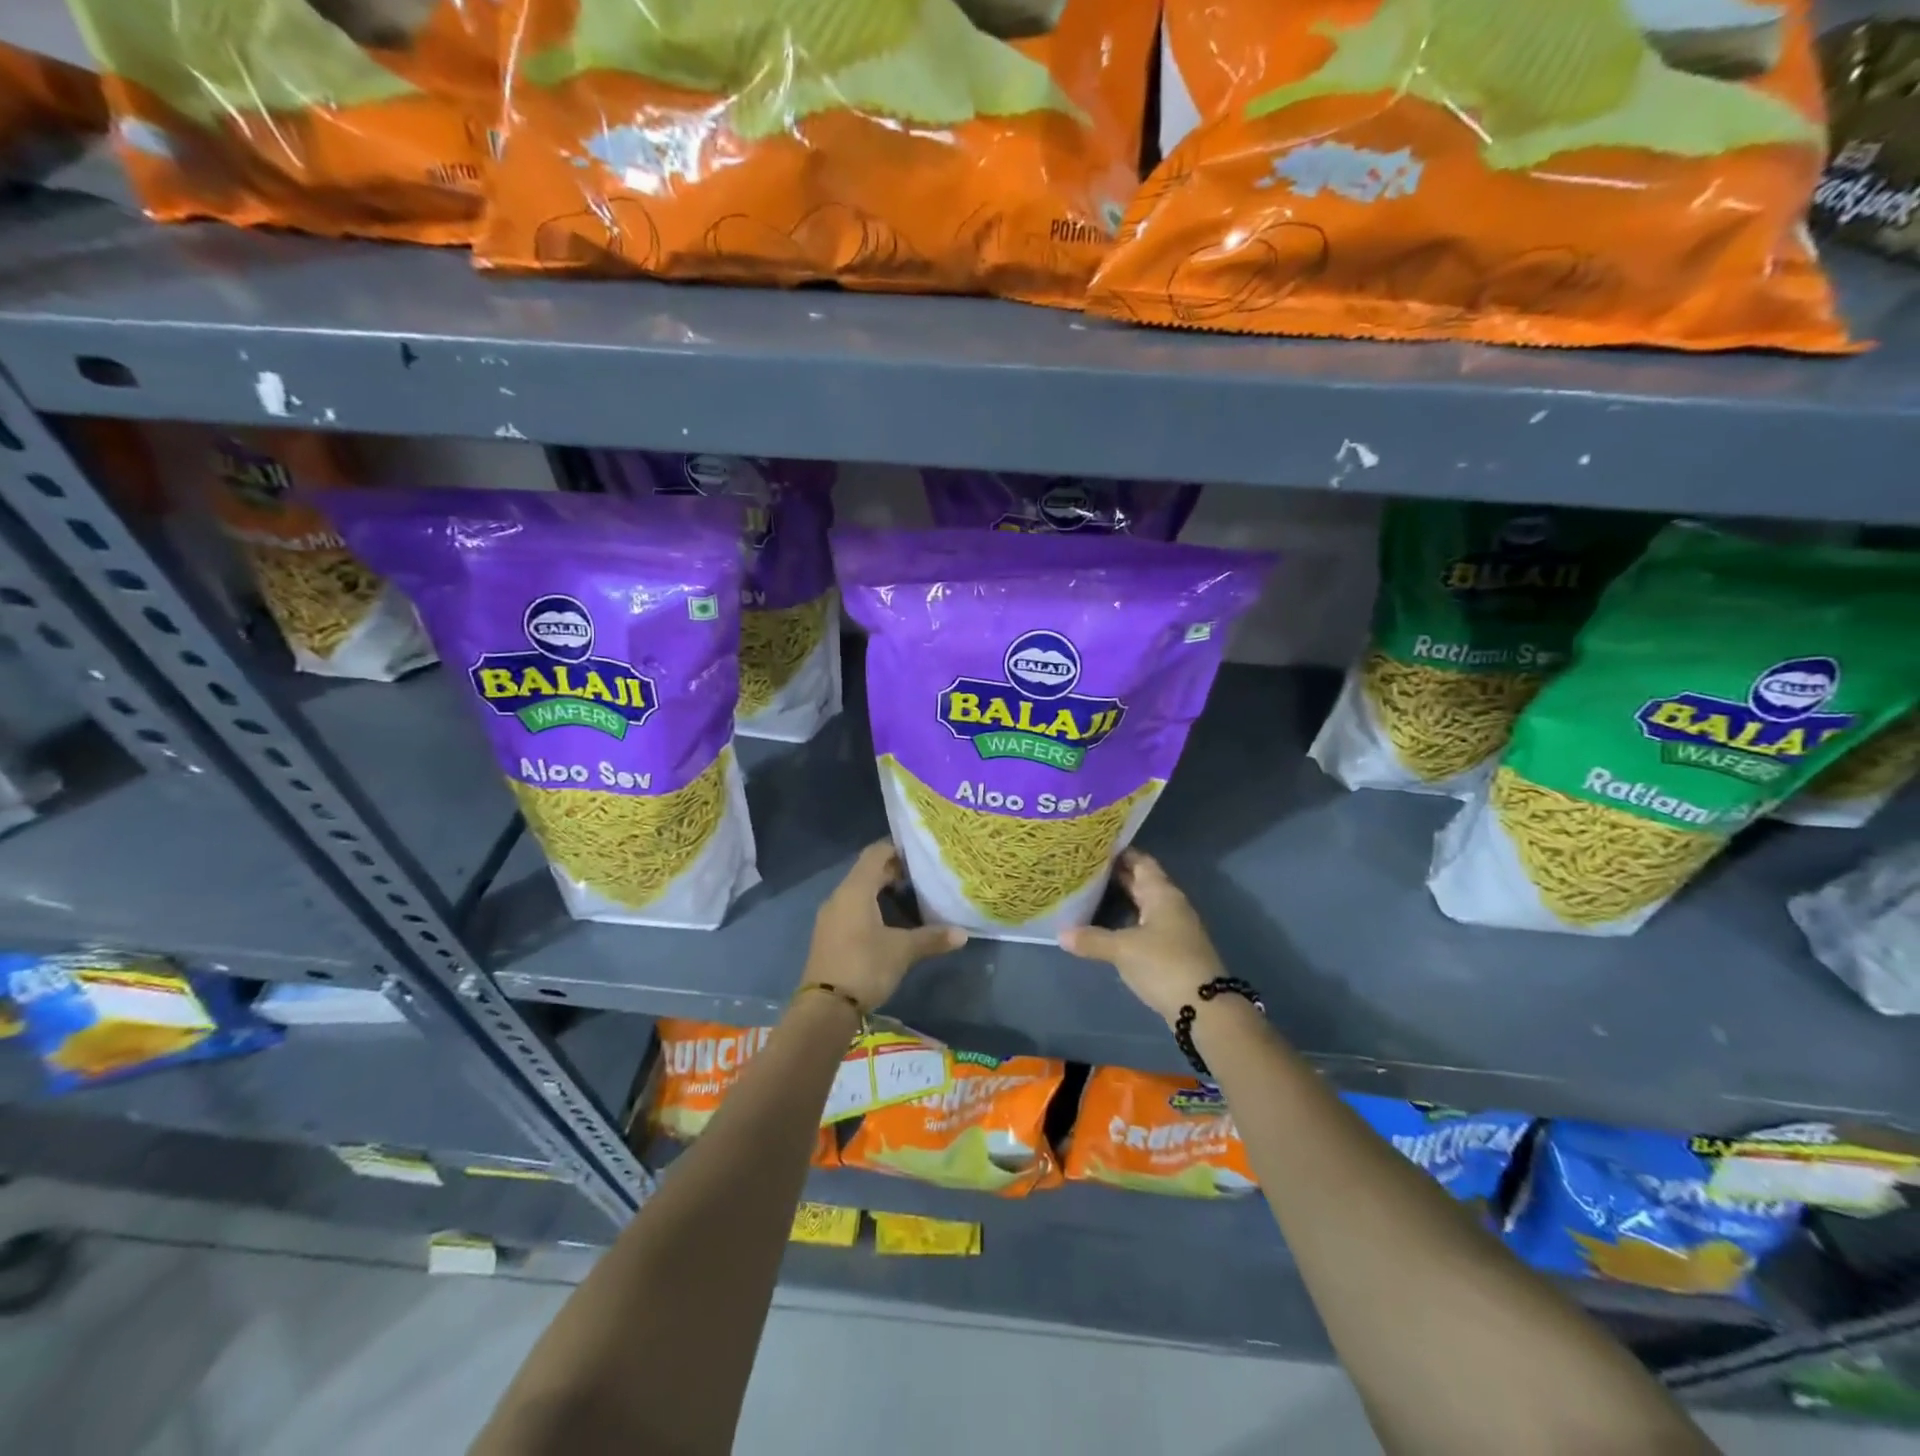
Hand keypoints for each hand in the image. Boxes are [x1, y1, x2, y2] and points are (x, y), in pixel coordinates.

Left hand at [804, 840, 965, 1011]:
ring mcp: (831, 917)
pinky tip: (890, 924)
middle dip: (894, 871)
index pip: (875, 853)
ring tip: (911, 899)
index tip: (920, 855)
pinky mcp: (828, 935)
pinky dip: (871, 908)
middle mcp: (839, 896)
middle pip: (867, 871)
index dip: (897, 849)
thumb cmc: (865, 967)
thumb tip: (963, 933)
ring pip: (858, 892)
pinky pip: (851, 909)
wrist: (825, 1008)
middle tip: (922, 878)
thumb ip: (932, 938)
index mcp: (855, 890)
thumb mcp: (902, 951)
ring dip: (882, 891)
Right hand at [1059, 850, 1225, 1026]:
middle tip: (1084, 868)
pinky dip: (1126, 920)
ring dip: (1120, 898)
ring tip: (1089, 893)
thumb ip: (1092, 939)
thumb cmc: (1164, 964)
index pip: (1140, 862)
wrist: (1204, 1008)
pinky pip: (1144, 924)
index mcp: (1162, 894)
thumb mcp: (1123, 950)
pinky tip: (1106, 925)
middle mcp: (1170, 904)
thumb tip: (1061, 933)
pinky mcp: (1172, 949)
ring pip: (1143, 904)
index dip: (1119, 853)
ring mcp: (1173, 928)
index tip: (1093, 846)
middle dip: (1115, 875)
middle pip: (1141, 882)